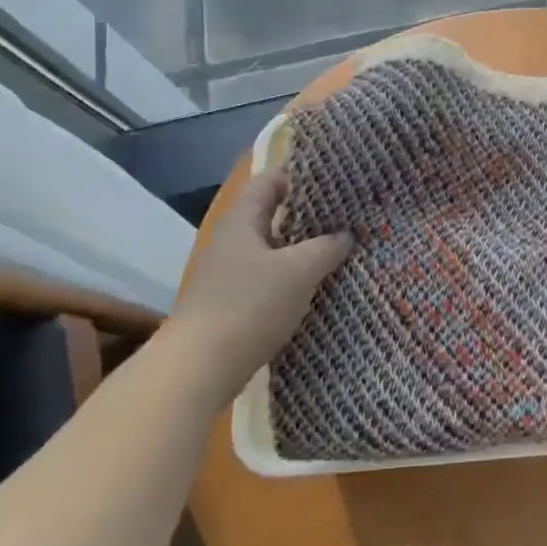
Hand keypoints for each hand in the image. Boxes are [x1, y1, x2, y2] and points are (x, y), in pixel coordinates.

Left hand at [165, 170, 351, 383]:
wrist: (199, 368)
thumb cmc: (250, 305)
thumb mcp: (299, 271)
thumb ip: (327, 248)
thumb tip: (346, 235)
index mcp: (242, 221)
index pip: (270, 181)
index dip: (300, 177)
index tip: (334, 180)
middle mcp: (232, 242)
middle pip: (273, 216)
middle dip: (309, 217)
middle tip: (347, 217)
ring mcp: (229, 275)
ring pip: (273, 251)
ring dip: (303, 251)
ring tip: (340, 250)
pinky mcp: (232, 305)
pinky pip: (269, 280)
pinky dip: (292, 279)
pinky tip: (317, 288)